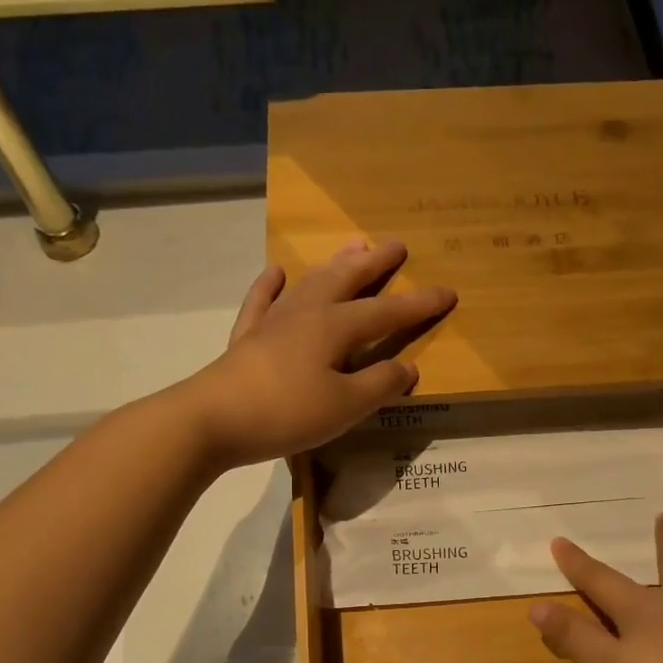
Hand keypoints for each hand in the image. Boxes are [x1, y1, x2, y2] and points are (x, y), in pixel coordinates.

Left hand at [181, 241, 455, 466]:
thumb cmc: (288, 412)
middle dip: (375, 263)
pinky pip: (262, 302)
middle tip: (396, 244)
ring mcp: (273, 322)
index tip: (449, 292)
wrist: (214, 419)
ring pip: (310, 283)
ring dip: (334, 265)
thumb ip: (380, 385)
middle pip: (347, 280)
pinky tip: (277, 273)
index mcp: (336, 327)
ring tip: (352, 247)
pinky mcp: (247, 338)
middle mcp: (307, 313)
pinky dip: (271, 285)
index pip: (387, 313)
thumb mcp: (346, 406)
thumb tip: (408, 367)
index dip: (419, 304)